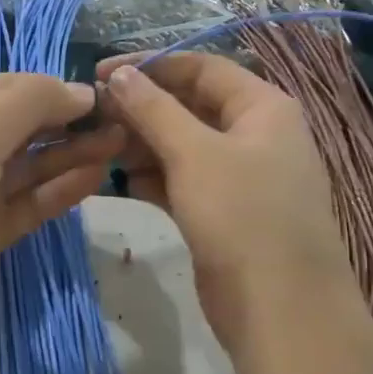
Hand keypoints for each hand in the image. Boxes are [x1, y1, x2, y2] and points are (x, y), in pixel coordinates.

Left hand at [0, 73, 123, 337]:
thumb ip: (30, 105)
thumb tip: (81, 91)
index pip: (12, 88)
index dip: (56, 90)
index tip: (102, 97)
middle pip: (28, 128)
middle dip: (71, 124)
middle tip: (125, 124)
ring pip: (35, 167)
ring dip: (74, 155)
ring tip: (121, 147)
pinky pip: (33, 203)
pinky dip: (62, 190)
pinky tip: (95, 177)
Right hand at [97, 54, 351, 358]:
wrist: (279, 307)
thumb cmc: (242, 215)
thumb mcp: (194, 153)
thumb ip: (154, 109)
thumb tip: (120, 75)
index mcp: (262, 107)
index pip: (201, 68)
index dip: (150, 66)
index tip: (99, 73)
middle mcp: (254, 135)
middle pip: (190, 107)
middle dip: (142, 110)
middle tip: (93, 117)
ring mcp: (239, 177)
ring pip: (182, 147)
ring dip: (142, 145)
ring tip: (99, 149)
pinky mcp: (222, 213)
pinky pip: (182, 182)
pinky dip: (153, 179)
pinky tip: (121, 183)